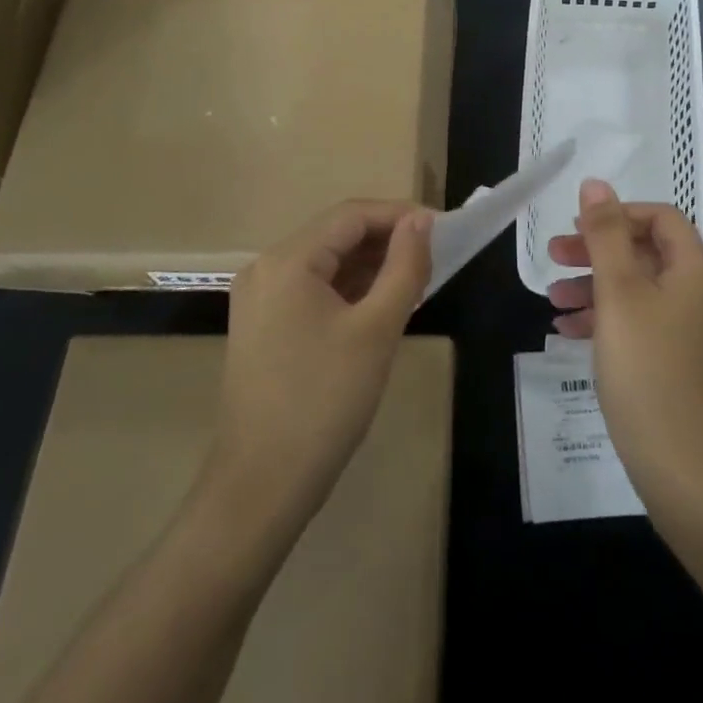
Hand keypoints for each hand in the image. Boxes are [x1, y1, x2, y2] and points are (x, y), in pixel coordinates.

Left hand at [208, 200, 432, 532]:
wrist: (261, 486)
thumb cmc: (325, 401)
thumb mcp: (377, 329)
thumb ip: (404, 266)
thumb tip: (421, 221)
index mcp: (287, 261)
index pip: (351, 215)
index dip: (400, 215)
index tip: (442, 228)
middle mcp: (265, 269)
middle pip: (336, 235)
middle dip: (386, 240)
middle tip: (433, 257)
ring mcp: (260, 300)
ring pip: (325, 263)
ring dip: (369, 266)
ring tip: (415, 280)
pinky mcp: (262, 327)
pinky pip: (312, 290)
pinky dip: (348, 290)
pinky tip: (380, 305)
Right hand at [548, 179, 702, 501]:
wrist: (684, 467)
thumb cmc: (647, 368)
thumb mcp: (618, 293)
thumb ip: (606, 235)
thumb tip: (596, 184)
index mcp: (697, 271)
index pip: (661, 217)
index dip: (617, 215)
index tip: (577, 228)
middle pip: (647, 253)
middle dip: (597, 252)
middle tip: (553, 258)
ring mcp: (695, 332)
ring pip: (640, 291)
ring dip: (595, 287)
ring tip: (552, 301)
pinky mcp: (681, 363)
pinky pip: (642, 324)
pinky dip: (607, 319)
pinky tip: (569, 333)